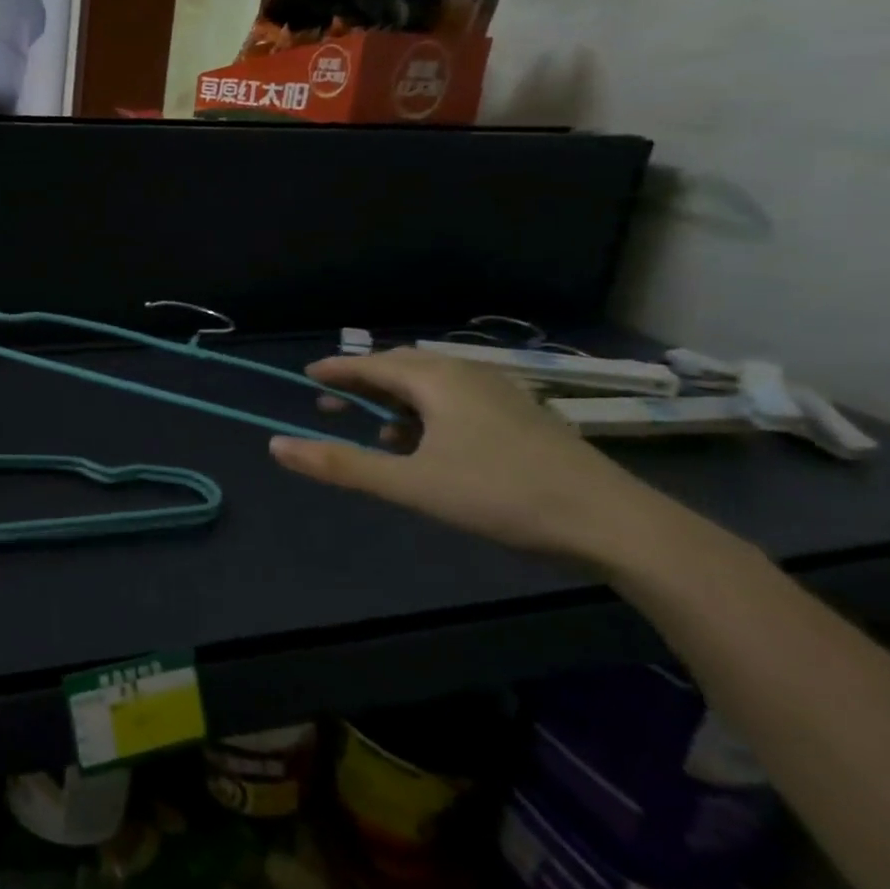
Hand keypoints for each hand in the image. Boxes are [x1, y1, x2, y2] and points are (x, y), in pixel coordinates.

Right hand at [267, 348, 674, 566]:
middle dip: (363, 385)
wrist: (614, 524)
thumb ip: (341, 465)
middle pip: (402, 369)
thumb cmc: (502, 495)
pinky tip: (426, 446)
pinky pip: (457, 401)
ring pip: (432, 386)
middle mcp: (467, 376)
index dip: (338, 369)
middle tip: (331, 405)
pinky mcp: (521, 419)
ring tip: (374, 430)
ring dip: (395, 402)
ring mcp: (500, 395)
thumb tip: (276, 446)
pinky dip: (427, 414)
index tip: (309, 376)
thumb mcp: (411, 484)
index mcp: (438, 380)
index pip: (373, 364)